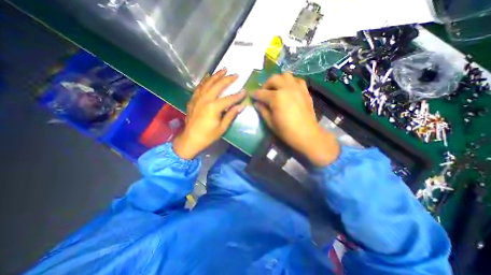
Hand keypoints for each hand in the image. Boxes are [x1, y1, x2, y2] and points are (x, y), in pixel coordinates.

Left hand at [175, 68, 247, 158]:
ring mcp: (197, 98)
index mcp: (213, 107)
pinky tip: (208, 77)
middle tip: (235, 74)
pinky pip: (199, 87)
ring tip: (223, 69)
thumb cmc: (208, 136)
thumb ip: (231, 115)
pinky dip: (205, 80)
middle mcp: (205, 99)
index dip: (238, 95)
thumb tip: (241, 106)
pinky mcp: (193, 100)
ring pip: (208, 83)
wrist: (190, 139)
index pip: (229, 99)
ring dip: (216, 75)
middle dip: (227, 79)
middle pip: (218, 85)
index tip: (245, 91)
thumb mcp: (222, 127)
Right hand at [250, 73, 339, 165]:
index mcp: (277, 97)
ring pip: (286, 75)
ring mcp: (297, 88)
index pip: (261, 93)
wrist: (307, 135)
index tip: (251, 95)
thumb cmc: (286, 131)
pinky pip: (297, 80)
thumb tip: (257, 103)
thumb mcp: (270, 123)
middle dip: (266, 84)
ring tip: (276, 89)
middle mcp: (287, 88)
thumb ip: (262, 110)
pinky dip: (290, 82)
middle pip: (273, 79)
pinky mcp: (305, 91)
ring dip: (278, 80)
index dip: (254, 94)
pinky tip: (288, 90)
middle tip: (264, 93)